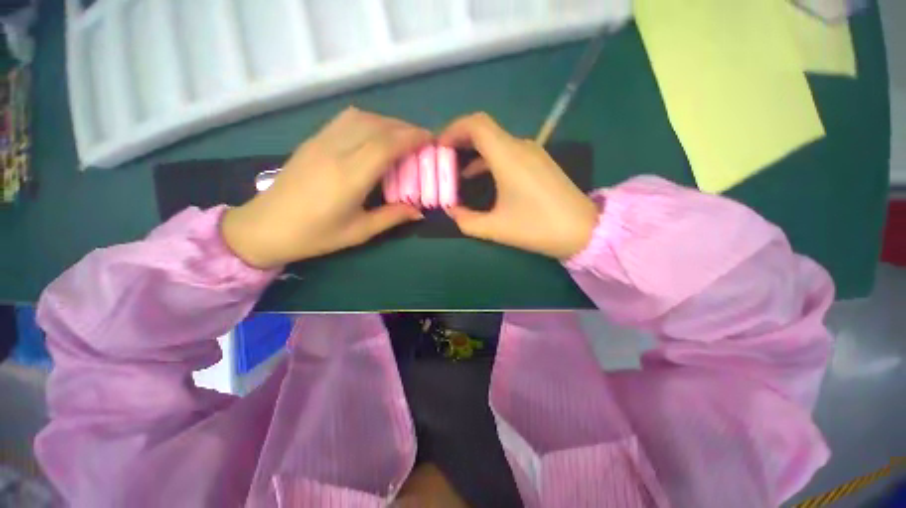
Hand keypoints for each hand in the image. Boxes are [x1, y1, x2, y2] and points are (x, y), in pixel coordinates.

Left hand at [221, 107, 429, 268]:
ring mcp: (321, 141)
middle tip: (422, 142)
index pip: (386, 144)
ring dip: (387, 122)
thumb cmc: (315, 235)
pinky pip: (346, 120)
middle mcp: (336, 151)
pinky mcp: (313, 140)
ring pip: (361, 117)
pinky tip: (375, 136)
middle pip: (377, 126)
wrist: (265, 227)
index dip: (412, 138)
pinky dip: (368, 121)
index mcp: (349, 176)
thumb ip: (392, 217)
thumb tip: (419, 211)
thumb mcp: (359, 232)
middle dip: (405, 129)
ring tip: (402, 138)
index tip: (431, 140)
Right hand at [439, 113, 598, 259]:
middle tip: (442, 160)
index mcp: (508, 157)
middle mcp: (521, 147)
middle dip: (459, 141)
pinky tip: (480, 178)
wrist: (583, 231)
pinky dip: (489, 160)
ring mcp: (533, 153)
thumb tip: (451, 211)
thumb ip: (466, 220)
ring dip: (474, 152)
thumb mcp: (496, 228)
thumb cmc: (537, 227)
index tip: (439, 148)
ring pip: (496, 142)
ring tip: (456, 172)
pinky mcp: (539, 163)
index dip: (453, 129)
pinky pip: (508, 152)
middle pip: (484, 130)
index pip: (476, 124)